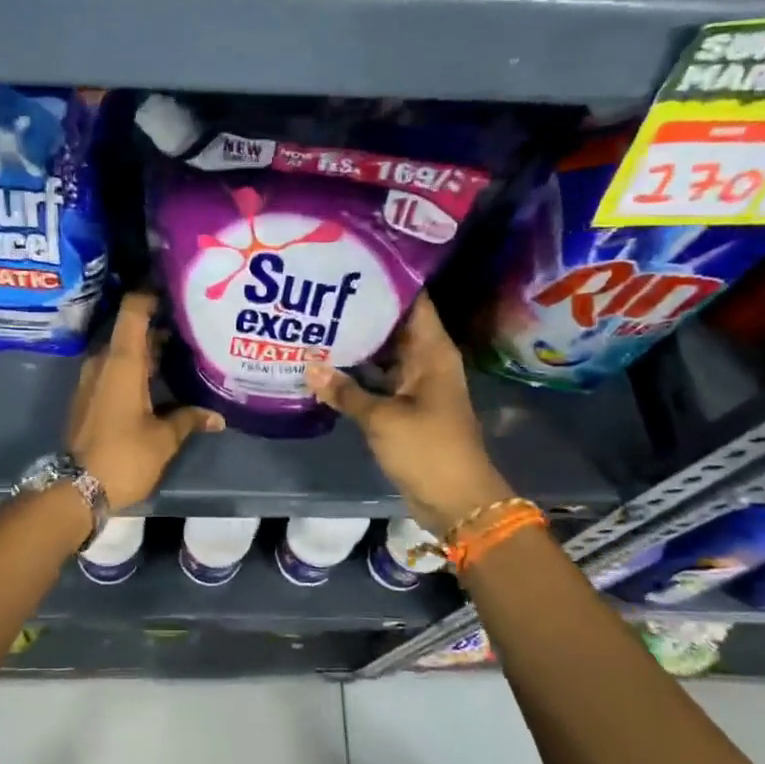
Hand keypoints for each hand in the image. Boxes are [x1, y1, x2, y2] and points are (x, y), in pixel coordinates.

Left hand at [68, 292, 223, 510]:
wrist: (76, 489)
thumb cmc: (123, 456)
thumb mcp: (163, 439)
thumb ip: (189, 419)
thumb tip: (217, 417)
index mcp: (122, 363)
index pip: (134, 311)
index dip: (152, 293)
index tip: (176, 286)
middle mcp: (103, 363)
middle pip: (131, 331)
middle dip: (160, 325)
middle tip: (193, 322)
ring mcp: (92, 381)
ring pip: (123, 353)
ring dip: (149, 349)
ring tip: (183, 349)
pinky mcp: (89, 398)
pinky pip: (115, 370)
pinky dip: (137, 368)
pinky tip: (161, 379)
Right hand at [305, 295, 513, 535]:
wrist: (456, 500)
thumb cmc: (427, 448)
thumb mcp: (381, 417)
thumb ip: (344, 390)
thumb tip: (308, 365)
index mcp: (432, 351)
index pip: (413, 301)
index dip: (386, 280)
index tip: (352, 264)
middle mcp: (425, 360)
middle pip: (393, 325)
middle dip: (360, 311)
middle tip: (319, 293)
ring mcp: (415, 385)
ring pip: (382, 354)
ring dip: (355, 344)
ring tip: (315, 322)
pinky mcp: (405, 407)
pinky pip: (378, 380)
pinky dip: (356, 374)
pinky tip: (325, 365)